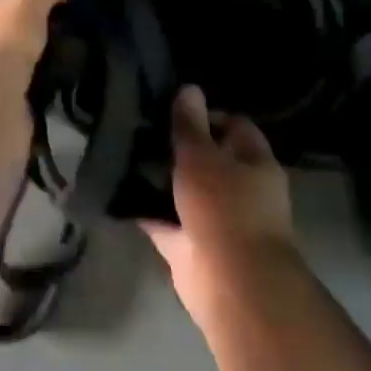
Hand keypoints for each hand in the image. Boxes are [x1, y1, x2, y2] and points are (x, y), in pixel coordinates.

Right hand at [142, 86, 297, 324]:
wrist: (230, 283)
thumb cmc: (224, 208)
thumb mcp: (202, 156)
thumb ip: (190, 125)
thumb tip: (189, 88)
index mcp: (254, 163)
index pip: (234, 126)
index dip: (206, 115)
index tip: (172, 111)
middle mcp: (239, 190)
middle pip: (207, 158)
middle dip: (176, 147)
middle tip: (140, 129)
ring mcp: (215, 219)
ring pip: (183, 190)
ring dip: (159, 178)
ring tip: (123, 153)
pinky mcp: (190, 245)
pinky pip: (164, 220)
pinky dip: (144, 210)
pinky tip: (116, 190)